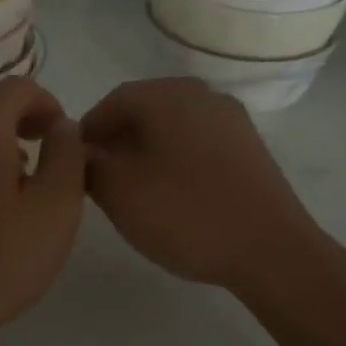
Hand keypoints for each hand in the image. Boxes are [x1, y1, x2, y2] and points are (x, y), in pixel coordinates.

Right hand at [81, 78, 321, 292]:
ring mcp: (231, 120)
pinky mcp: (250, 147)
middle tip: (99, 177)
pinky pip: (198, 141)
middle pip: (144, 109)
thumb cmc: (186, 214)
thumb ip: (88, 164)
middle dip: (116, 140)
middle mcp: (201, 95)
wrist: (272, 250)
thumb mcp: (119, 192)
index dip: (87, 131)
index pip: (112, 101)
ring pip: (172, 126)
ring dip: (145, 149)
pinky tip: (171, 193)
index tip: (74, 164)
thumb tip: (80, 149)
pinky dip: (175, 158)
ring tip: (133, 189)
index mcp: (167, 95)